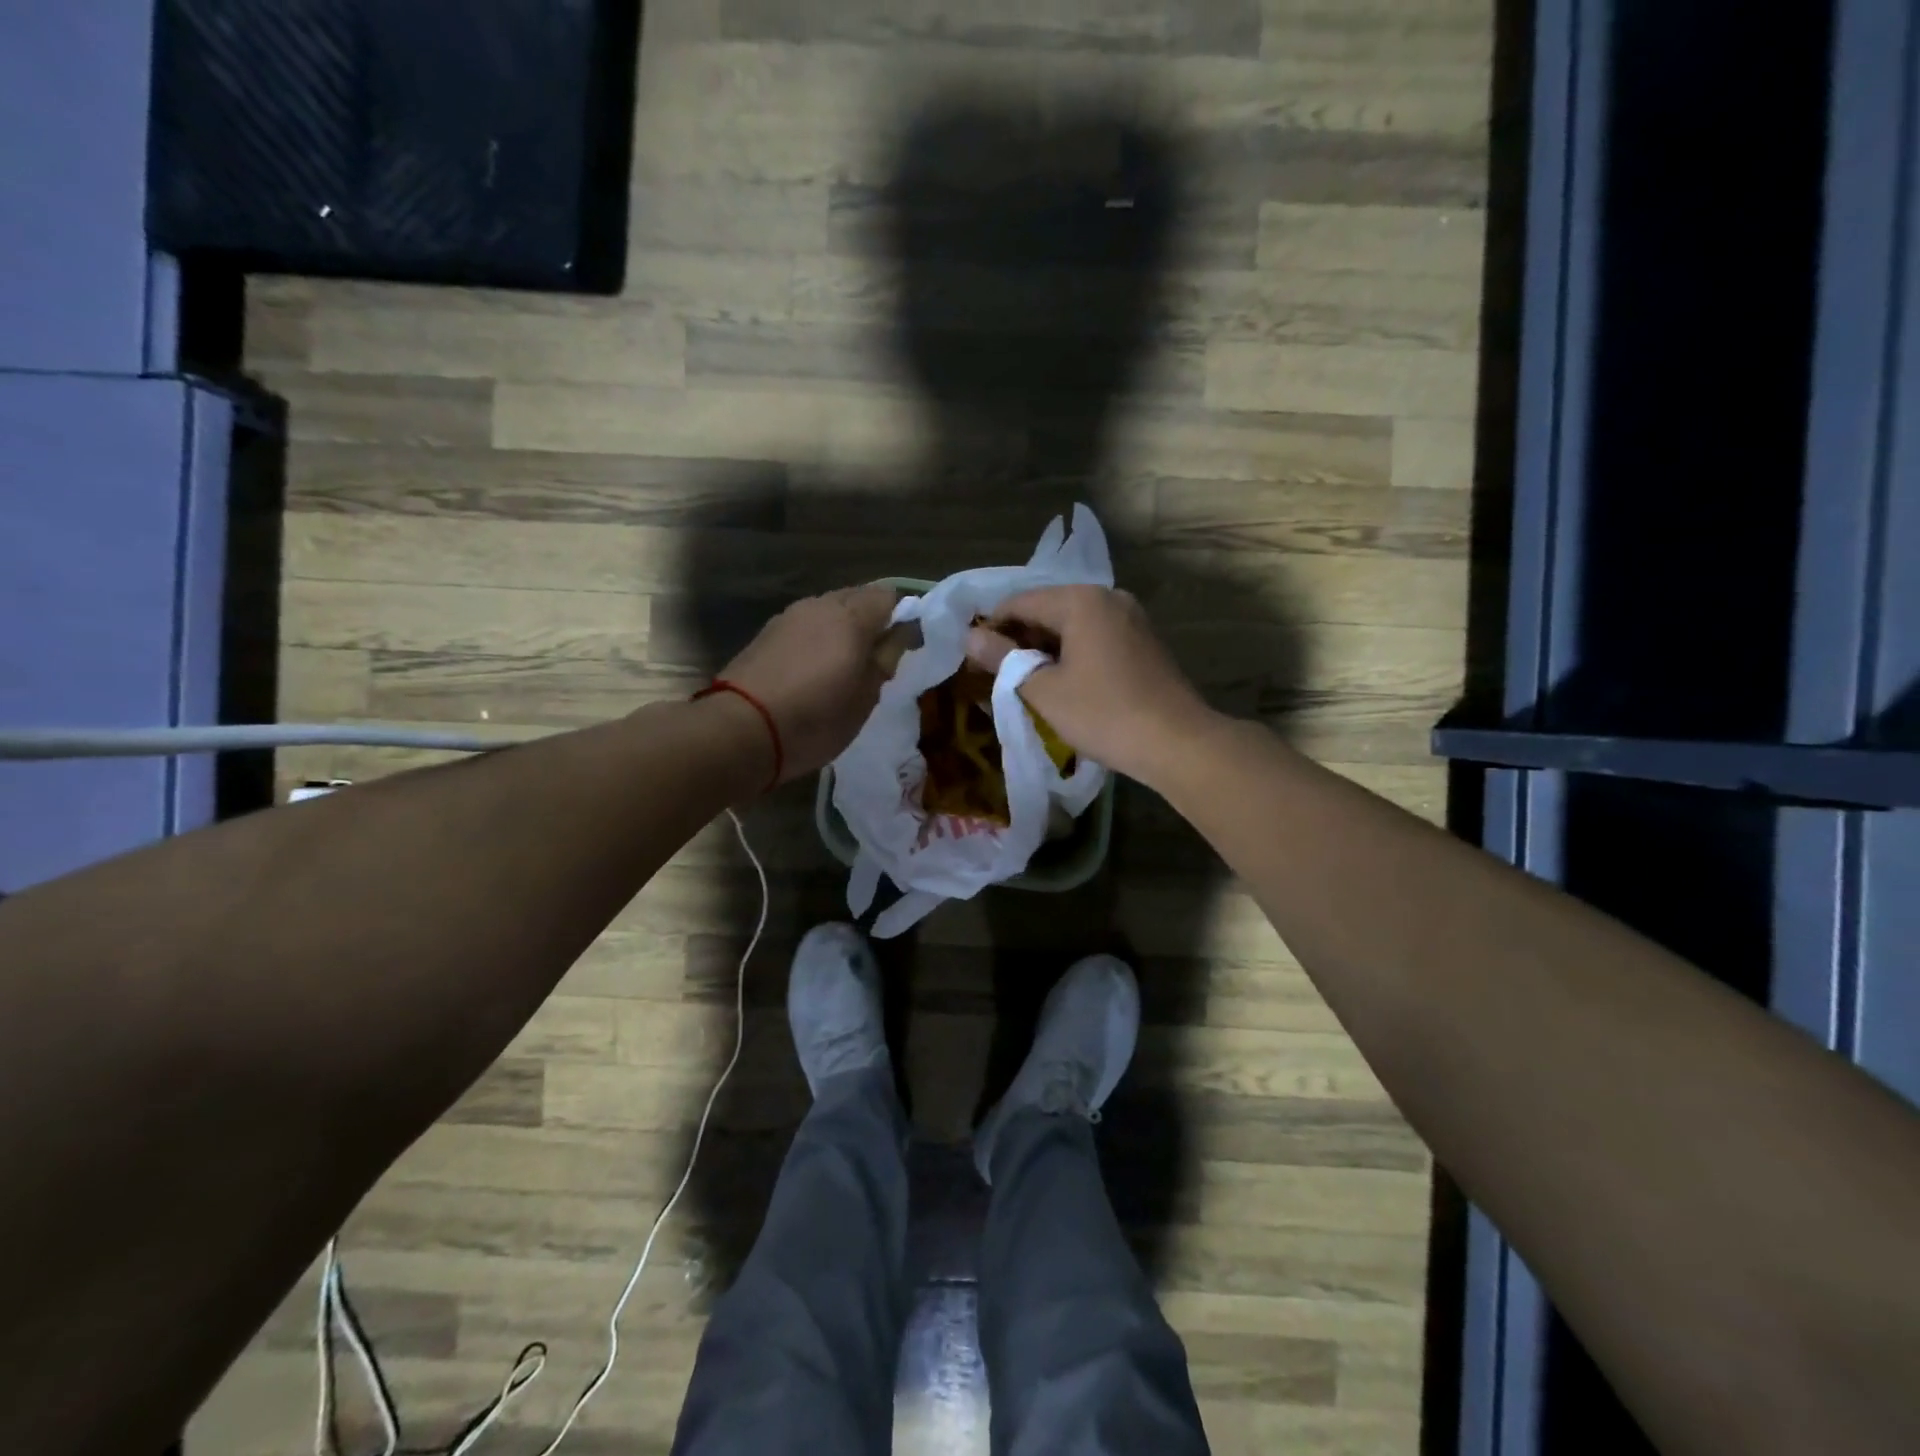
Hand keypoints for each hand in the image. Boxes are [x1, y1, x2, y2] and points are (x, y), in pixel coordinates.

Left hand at [718, 585, 899, 783]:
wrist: (742, 730)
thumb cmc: (815, 719)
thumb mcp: (865, 698)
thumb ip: (886, 659)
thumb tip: (902, 634)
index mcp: (851, 618)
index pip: (888, 597)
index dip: (901, 618)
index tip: (903, 648)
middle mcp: (820, 605)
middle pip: (857, 597)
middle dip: (872, 620)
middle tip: (876, 658)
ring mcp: (790, 616)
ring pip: (829, 609)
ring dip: (843, 628)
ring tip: (844, 664)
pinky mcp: (767, 632)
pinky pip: (806, 624)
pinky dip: (818, 637)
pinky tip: (814, 668)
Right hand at [965, 585, 1214, 787]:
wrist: (1177, 742)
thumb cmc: (1103, 714)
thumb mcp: (1043, 690)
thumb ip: (1003, 659)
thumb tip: (970, 638)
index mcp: (1080, 600)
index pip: (1019, 602)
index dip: (992, 628)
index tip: (974, 659)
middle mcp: (1108, 597)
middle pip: (1048, 609)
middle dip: (1020, 639)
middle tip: (997, 674)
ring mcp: (1131, 617)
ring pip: (1073, 624)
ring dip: (1046, 648)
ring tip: (1026, 682)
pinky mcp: (1144, 640)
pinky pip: (1096, 636)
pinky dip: (1073, 653)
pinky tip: (1064, 682)